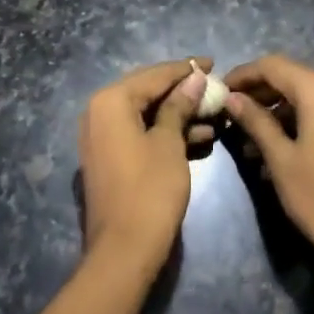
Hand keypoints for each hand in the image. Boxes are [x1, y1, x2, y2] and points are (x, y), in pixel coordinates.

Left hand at [77, 58, 211, 271]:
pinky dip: (165, 132)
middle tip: (214, 86)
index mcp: (110, 101)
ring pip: (145, 114)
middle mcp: (98, 113)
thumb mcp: (169, 143)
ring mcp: (100, 137)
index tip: (214, 63)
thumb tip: (194, 77)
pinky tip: (199, 137)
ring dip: (178, 113)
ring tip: (214, 114)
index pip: (154, 75)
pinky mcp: (108, 158)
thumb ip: (179, 106)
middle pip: (147, 91)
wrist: (124, 250)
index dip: (185, 69)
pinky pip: (139, 133)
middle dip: (182, 90)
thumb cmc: (150, 190)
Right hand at [222, 55, 313, 277]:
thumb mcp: (280, 159)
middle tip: (229, 111)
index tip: (219, 90)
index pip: (273, 66)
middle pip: (291, 77)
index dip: (243, 75)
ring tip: (246, 136)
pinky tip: (273, 144)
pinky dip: (296, 119)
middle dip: (258, 92)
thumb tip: (232, 98)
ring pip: (305, 95)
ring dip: (276, 109)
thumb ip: (255, 121)